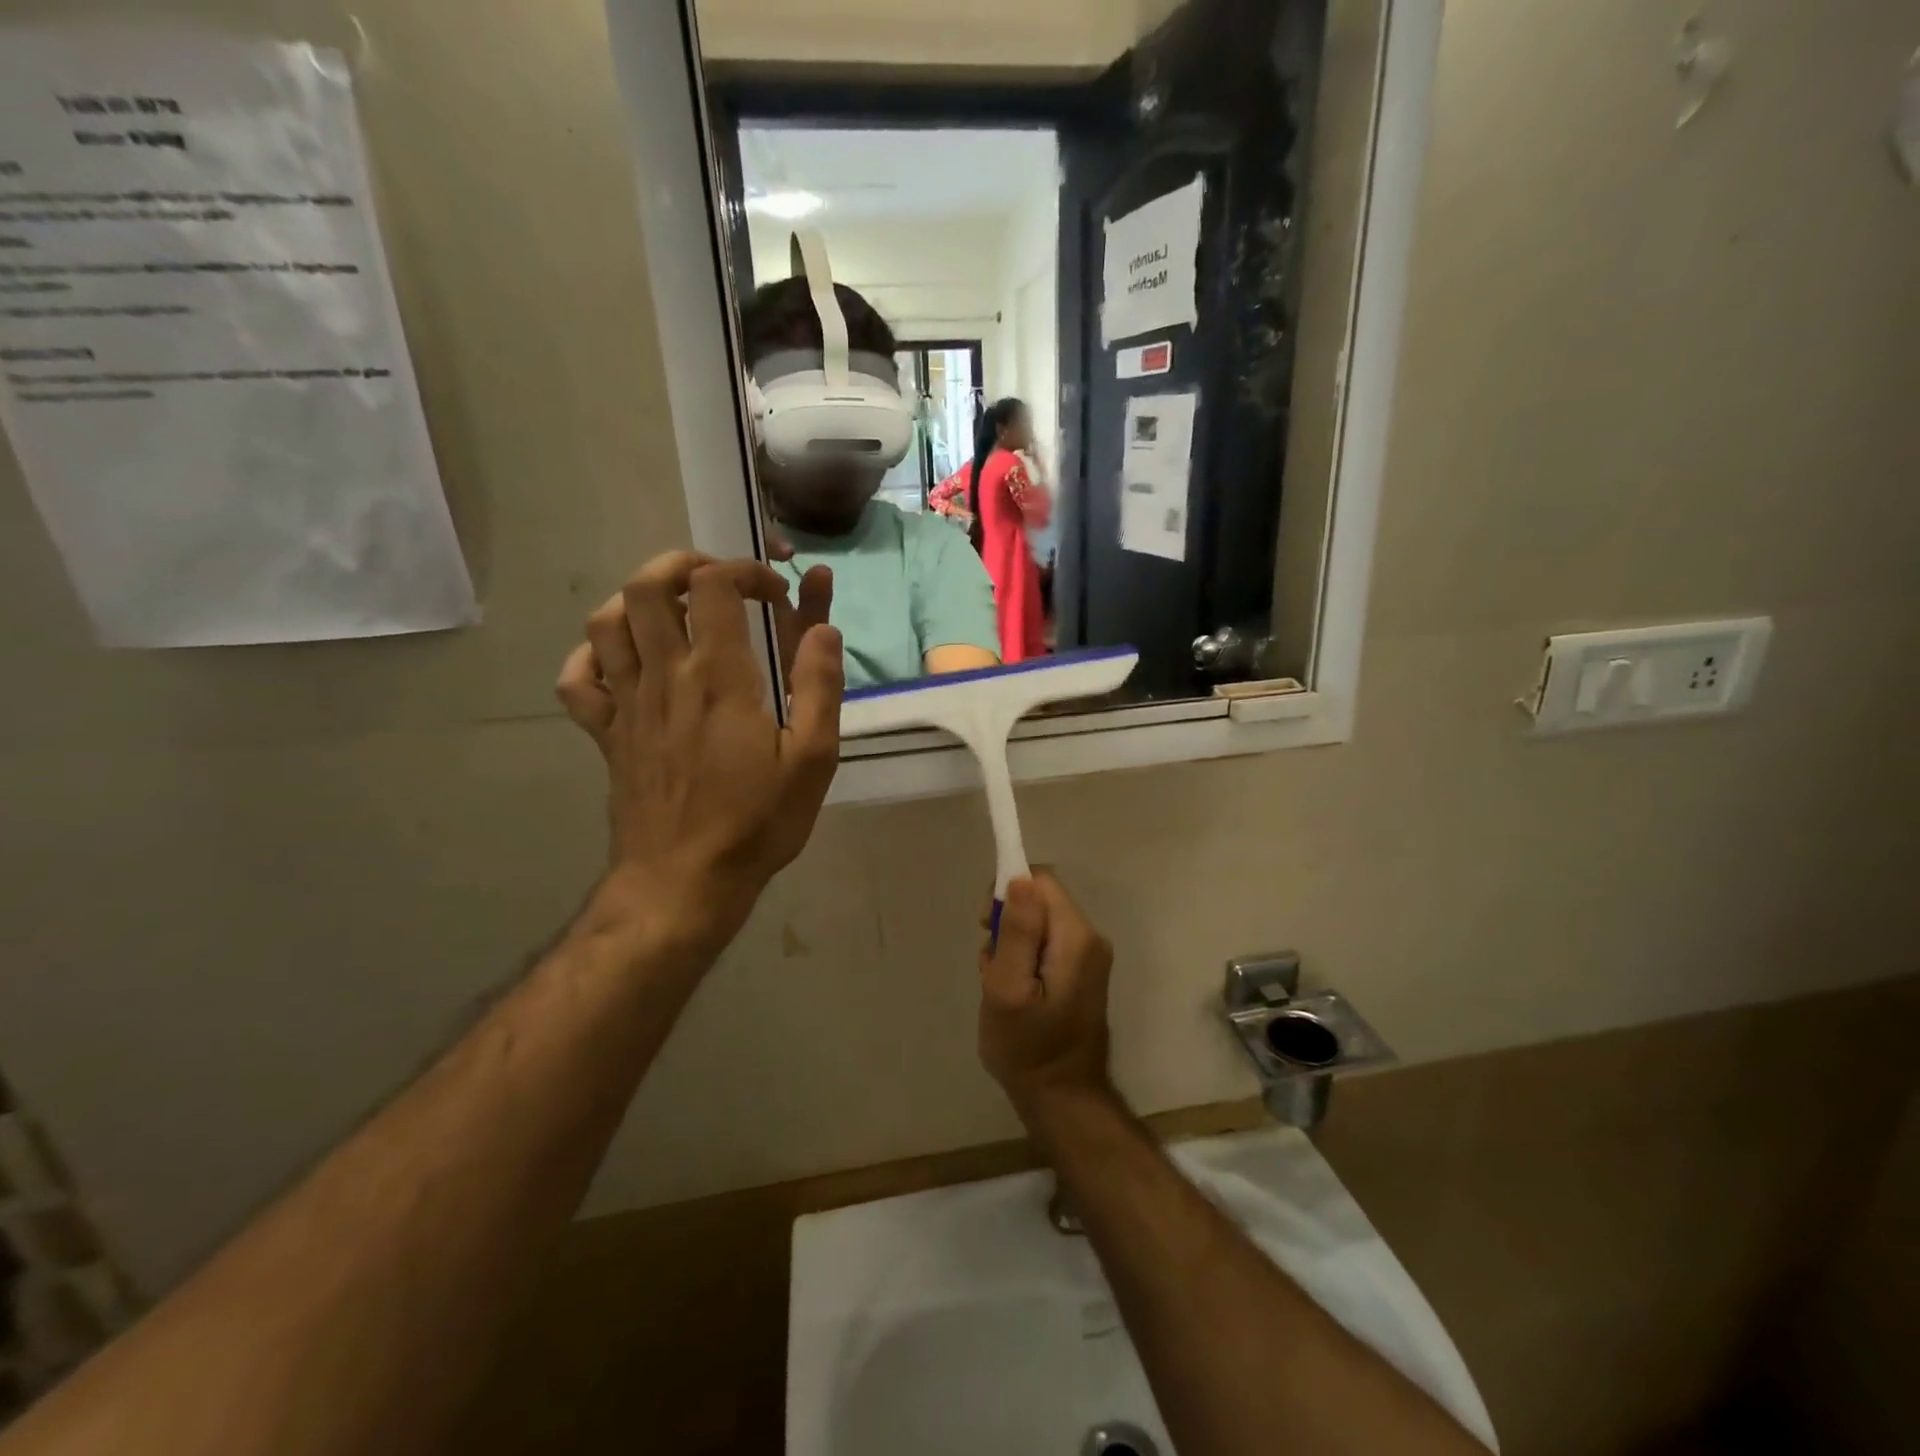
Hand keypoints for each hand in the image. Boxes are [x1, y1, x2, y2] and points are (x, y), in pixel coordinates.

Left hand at [555, 552, 843, 952]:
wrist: (684, 883)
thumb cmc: (756, 823)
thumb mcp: (813, 759)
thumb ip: (819, 687)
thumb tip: (823, 628)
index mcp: (719, 678)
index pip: (713, 585)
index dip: (744, 570)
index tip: (776, 596)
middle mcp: (665, 676)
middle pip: (647, 586)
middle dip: (684, 565)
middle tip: (720, 585)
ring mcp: (627, 704)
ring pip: (606, 621)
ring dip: (639, 600)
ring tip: (676, 613)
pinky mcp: (606, 734)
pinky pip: (577, 679)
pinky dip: (593, 656)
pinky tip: (625, 662)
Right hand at [978, 871, 1114, 1118]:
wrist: (1062, 1098)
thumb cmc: (1027, 1047)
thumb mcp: (1009, 989)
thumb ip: (1017, 932)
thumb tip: (1020, 878)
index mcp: (1076, 937)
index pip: (1040, 880)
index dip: (1007, 892)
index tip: (987, 926)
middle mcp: (1090, 938)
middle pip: (1041, 899)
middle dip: (1008, 923)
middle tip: (991, 964)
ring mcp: (1089, 956)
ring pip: (1040, 922)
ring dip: (1014, 944)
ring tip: (1001, 983)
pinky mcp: (1082, 971)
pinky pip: (1047, 943)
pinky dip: (1025, 958)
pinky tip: (1016, 991)